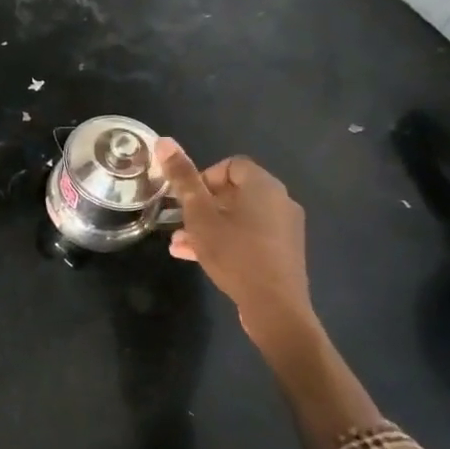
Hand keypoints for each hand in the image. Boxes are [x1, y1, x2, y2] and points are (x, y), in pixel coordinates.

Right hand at [154, 140, 316, 350]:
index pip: (230, 165)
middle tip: (180, 221)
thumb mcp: (199, 215)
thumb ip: (182, 178)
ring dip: (209, 224)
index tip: (184, 198)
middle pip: (234, 191)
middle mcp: (280, 201)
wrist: (275, 307)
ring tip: (180, 242)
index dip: (203, 177)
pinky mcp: (284, 251)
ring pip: (239, 216)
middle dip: (202, 204)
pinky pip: (250, 235)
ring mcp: (285, 228)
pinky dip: (226, 239)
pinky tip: (198, 257)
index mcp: (263, 186)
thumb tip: (164, 141)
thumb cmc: (234, 253)